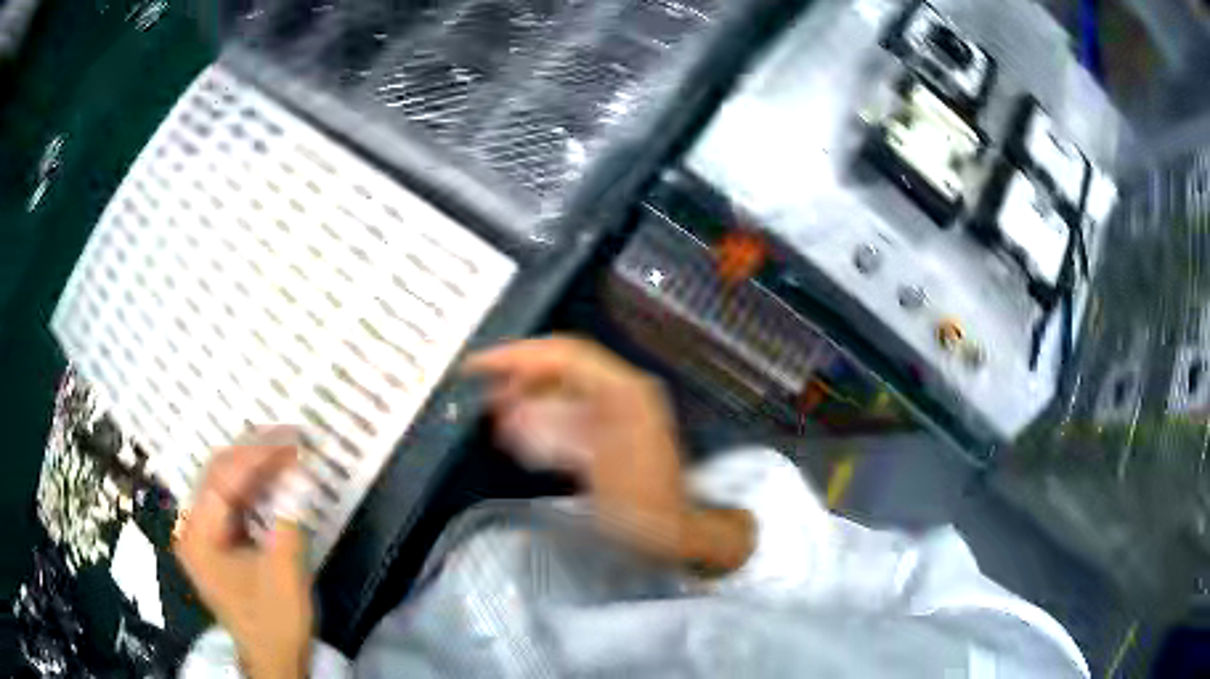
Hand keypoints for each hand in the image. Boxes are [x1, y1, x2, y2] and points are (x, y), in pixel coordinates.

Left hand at [174, 445, 311, 678]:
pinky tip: (272, 479)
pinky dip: (252, 488)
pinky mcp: (214, 542)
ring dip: (254, 467)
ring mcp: (200, 534)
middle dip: (254, 452)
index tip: (292, 438)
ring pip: (223, 484)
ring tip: (285, 451)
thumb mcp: (286, 573)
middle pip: (217, 474)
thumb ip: (289, 519)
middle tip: (291, 437)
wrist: (273, 660)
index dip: (258, 454)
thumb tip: (300, 472)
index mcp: (198, 536)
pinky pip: (230, 502)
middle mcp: (191, 527)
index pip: (223, 478)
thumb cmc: (276, 621)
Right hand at [465, 336, 753, 572]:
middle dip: (519, 377)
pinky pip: (569, 413)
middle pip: (560, 367)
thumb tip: (513, 412)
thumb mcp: (596, 468)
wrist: (673, 530)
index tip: (482, 365)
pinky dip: (542, 418)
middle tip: (485, 393)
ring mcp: (618, 411)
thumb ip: (552, 433)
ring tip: (496, 415)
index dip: (519, 356)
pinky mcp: (611, 431)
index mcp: (623, 391)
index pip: (563, 354)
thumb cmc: (641, 506)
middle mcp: (622, 392)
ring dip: (527, 398)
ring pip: (562, 390)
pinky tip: (522, 434)